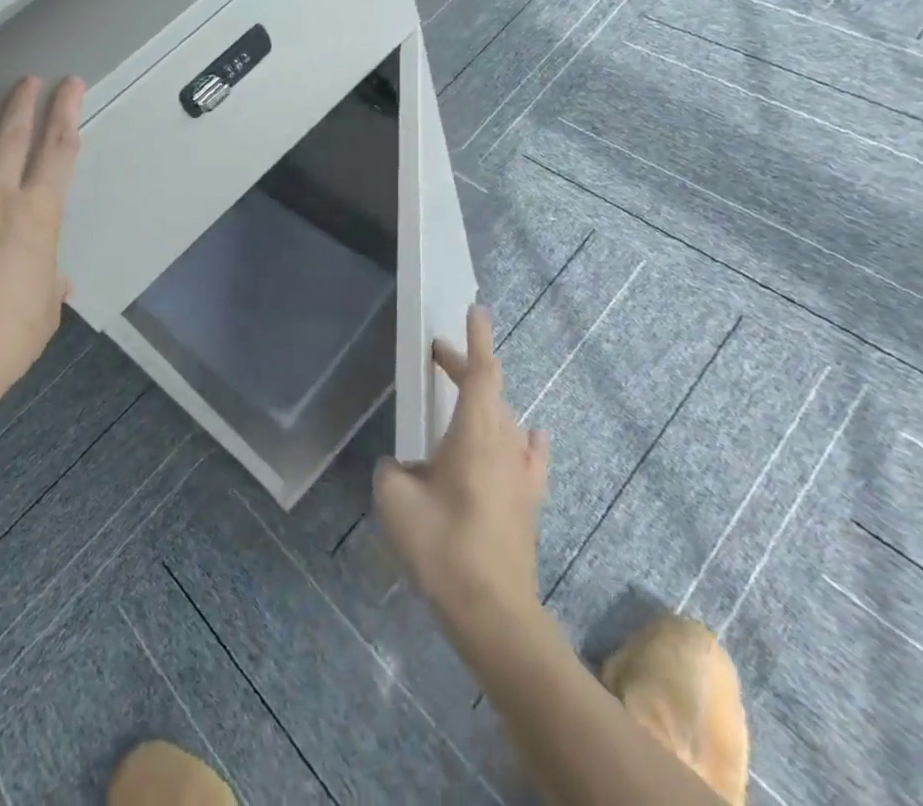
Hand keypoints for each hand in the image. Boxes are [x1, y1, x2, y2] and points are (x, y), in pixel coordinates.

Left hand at [0, 76, 84, 414]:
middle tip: (28, 79)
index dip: (67, 112)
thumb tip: (50, 278)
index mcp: (36, 215)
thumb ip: (47, 281)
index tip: (71, 86)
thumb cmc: (8, 335)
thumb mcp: (44, 307)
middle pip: (11, 137)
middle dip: (23, 103)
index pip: (58, 150)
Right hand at [373, 305, 548, 622]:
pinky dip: (519, 436)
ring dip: (485, 402)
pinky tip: (522, 438)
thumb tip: (402, 467)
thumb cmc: (442, 547)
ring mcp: (523, 473)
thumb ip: (392, 470)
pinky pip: (529, 454)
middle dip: (465, 367)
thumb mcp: (394, 500)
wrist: (493, 613)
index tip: (475, 309)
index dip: (477, 339)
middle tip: (437, 356)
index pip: (481, 371)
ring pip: (506, 419)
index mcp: (475, 433)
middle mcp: (505, 443)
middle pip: (491, 390)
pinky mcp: (530, 501)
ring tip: (462, 401)